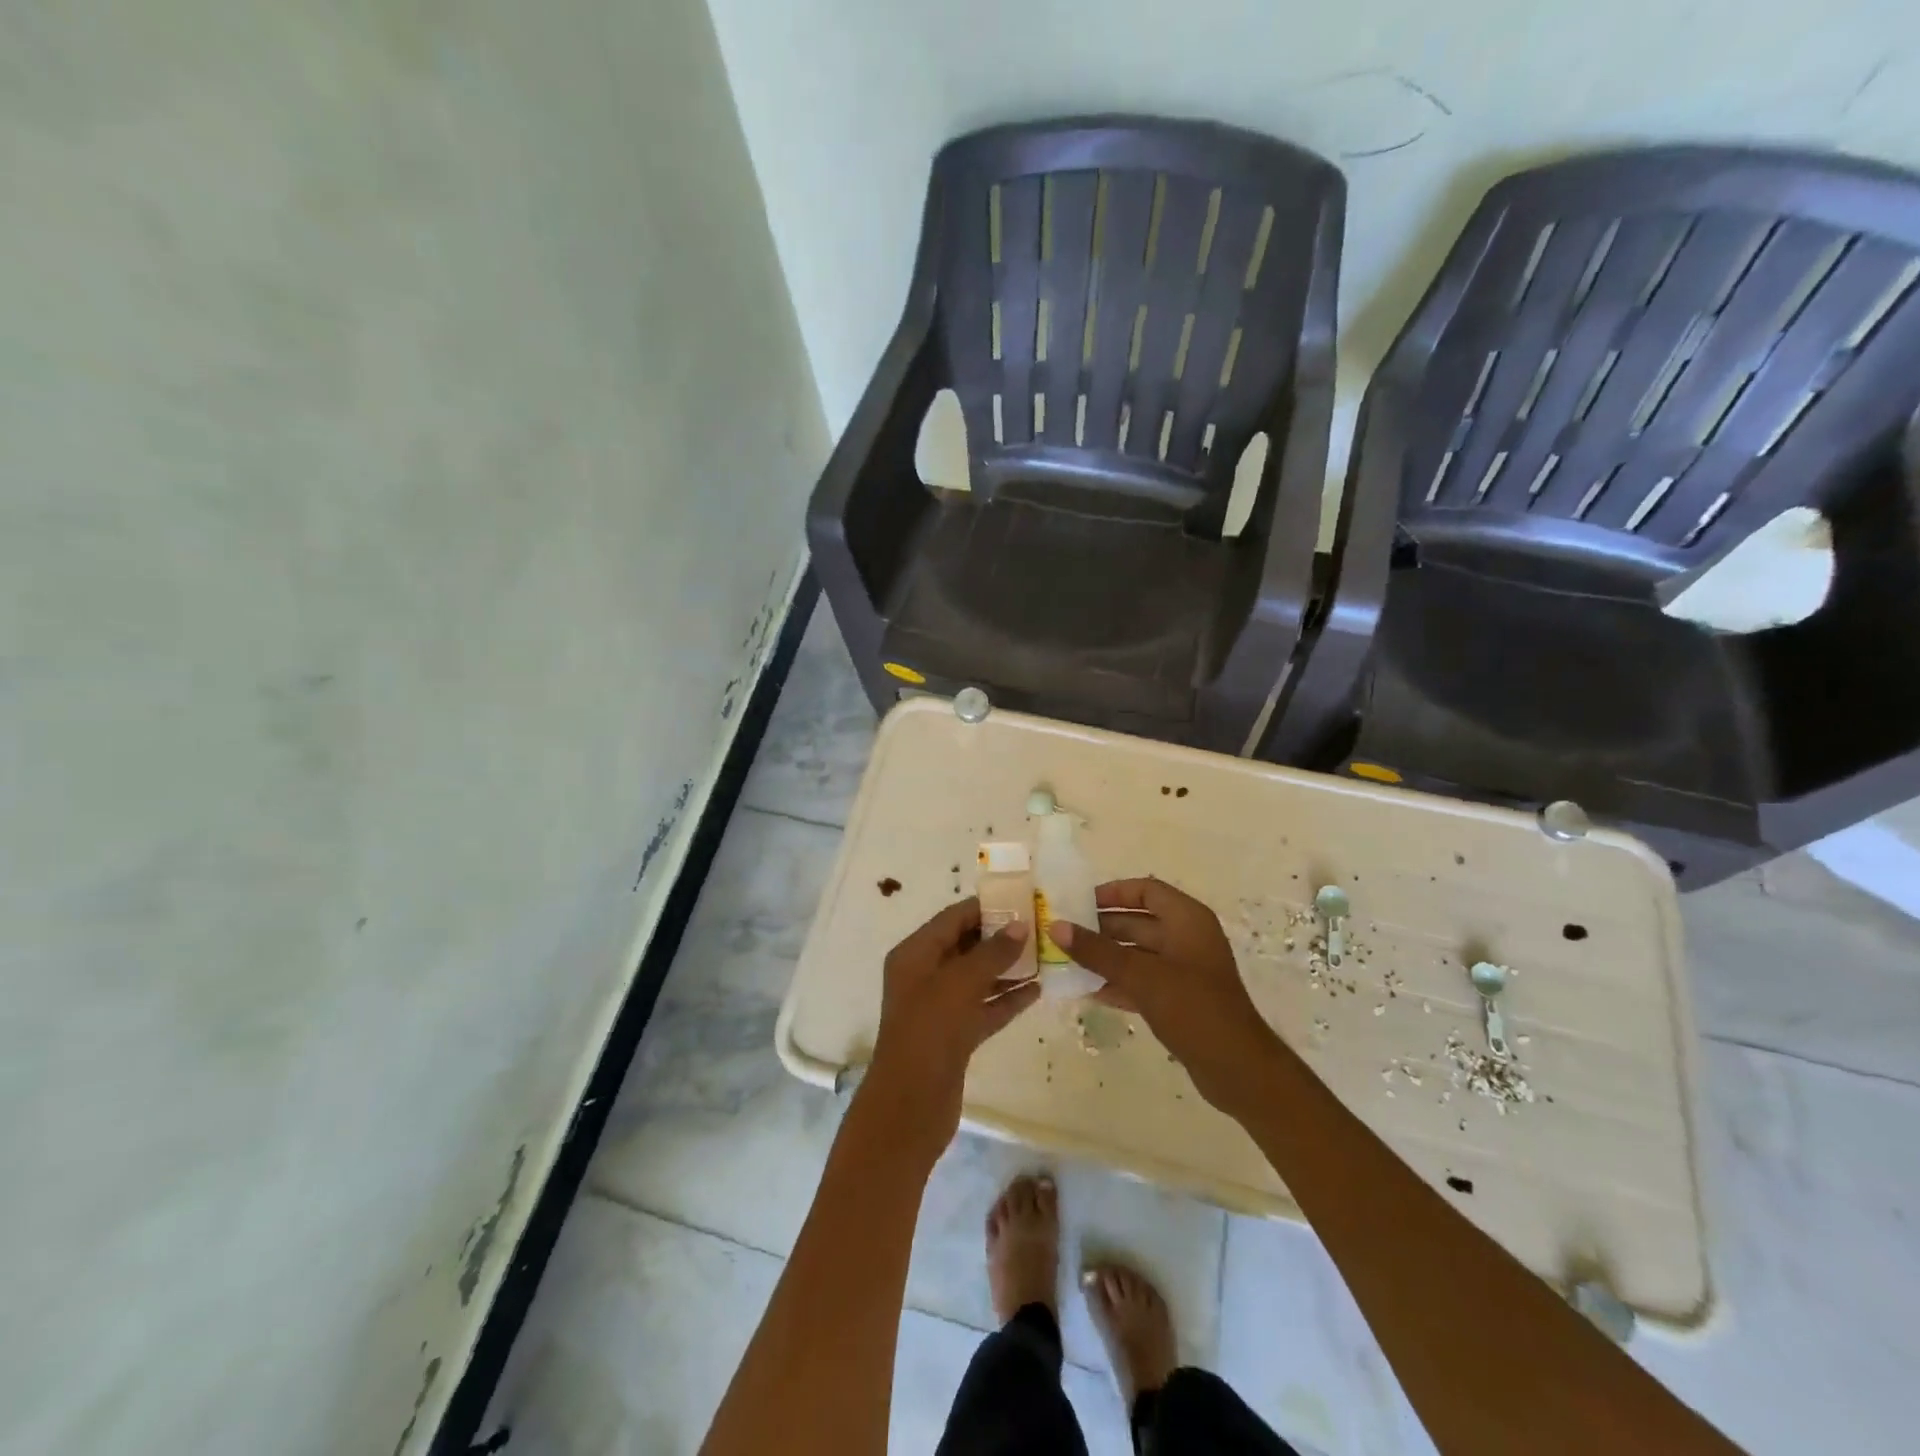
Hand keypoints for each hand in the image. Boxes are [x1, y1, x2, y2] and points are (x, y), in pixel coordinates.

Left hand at [860, 899, 1039, 1160]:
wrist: (910, 1106)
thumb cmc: (929, 1032)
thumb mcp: (960, 983)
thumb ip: (992, 953)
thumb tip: (1020, 926)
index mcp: (915, 954)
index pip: (952, 918)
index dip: (985, 908)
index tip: (1022, 901)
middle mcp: (924, 976)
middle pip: (966, 946)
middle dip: (1000, 937)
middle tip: (1040, 928)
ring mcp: (939, 1008)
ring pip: (978, 978)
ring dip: (1008, 968)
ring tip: (1045, 956)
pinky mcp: (955, 1036)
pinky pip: (984, 1007)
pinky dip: (1007, 999)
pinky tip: (1037, 991)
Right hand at [1052, 878, 1282, 1116]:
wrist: (1238, 1069)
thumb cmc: (1193, 1008)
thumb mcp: (1141, 976)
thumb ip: (1097, 951)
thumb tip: (1056, 926)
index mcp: (1187, 920)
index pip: (1146, 891)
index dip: (1113, 893)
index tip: (1078, 902)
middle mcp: (1187, 938)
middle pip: (1138, 922)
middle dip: (1101, 927)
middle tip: (1064, 933)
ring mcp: (1184, 970)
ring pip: (1138, 953)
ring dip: (1106, 956)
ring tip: (1068, 961)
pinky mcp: (1180, 999)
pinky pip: (1142, 980)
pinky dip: (1118, 982)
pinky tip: (1088, 990)